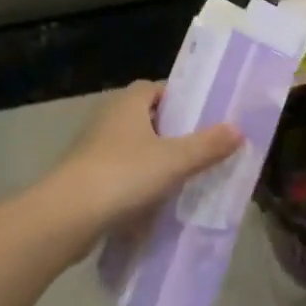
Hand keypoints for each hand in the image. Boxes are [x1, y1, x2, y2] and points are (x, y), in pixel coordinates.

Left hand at [43, 81, 241, 249]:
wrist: (67, 217)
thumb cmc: (124, 175)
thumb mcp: (175, 160)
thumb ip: (208, 145)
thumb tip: (238, 129)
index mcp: (128, 103)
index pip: (157, 88)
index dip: (181, 99)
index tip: (205, 117)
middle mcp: (108, 118)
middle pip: (148, 118)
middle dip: (173, 132)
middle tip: (202, 148)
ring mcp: (94, 149)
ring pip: (134, 147)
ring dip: (156, 159)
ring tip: (186, 176)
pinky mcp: (87, 178)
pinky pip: (122, 173)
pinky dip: (139, 182)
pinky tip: (158, 201)